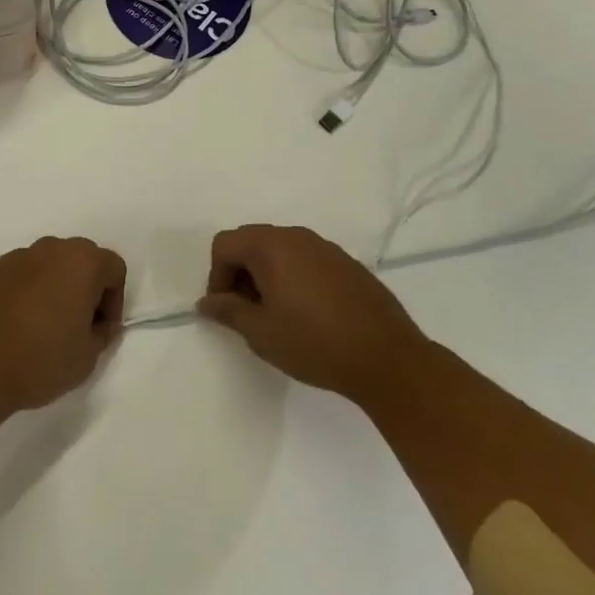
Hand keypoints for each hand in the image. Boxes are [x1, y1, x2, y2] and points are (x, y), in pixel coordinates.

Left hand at [0, 237, 126, 419]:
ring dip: (55, 286)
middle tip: (77, 325)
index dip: (114, 300)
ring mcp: (17, 256)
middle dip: (86, 287)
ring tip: (44, 325)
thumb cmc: (38, 361)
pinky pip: (22, 274)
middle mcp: (51, 249)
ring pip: (50, 264)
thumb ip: (102, 332)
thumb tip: (98, 322)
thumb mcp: (87, 357)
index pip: (114, 268)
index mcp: (81, 262)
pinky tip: (16, 324)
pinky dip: (27, 290)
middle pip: (82, 258)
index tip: (99, 330)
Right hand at [198, 224, 429, 407]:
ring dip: (266, 273)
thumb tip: (206, 302)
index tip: (226, 309)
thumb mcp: (261, 333)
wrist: (387, 358)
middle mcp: (296, 237)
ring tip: (275, 313)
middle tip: (246, 310)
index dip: (216, 276)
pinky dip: (292, 276)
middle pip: (251, 240)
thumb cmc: (314, 344)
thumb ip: (228, 311)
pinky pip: (305, 258)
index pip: (225, 244)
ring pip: (279, 249)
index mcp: (271, 247)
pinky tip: (306, 312)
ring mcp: (325, 247)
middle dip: (239, 271)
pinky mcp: (346, 262)